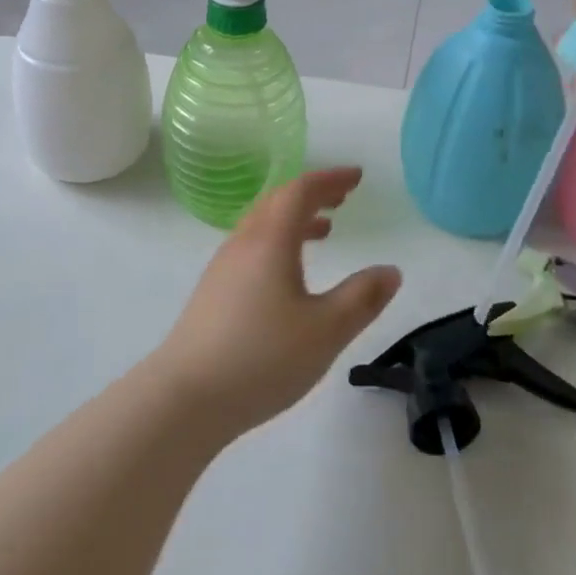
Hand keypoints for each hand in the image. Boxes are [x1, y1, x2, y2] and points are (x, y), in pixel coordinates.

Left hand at [151, 168, 401, 438]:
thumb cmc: (262, 358)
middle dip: (313, 193)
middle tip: (343, 197)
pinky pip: (252, 247)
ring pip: (263, 225)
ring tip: (325, 230)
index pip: (301, 190)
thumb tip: (391, 271)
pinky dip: (279, 242)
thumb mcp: (326, 331)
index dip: (330, 179)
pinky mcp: (214, 292)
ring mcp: (223, 267)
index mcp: (270, 240)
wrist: (185, 398)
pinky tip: (289, 274)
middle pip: (278, 201)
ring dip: (295, 218)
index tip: (357, 177)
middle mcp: (243, 243)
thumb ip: (362, 298)